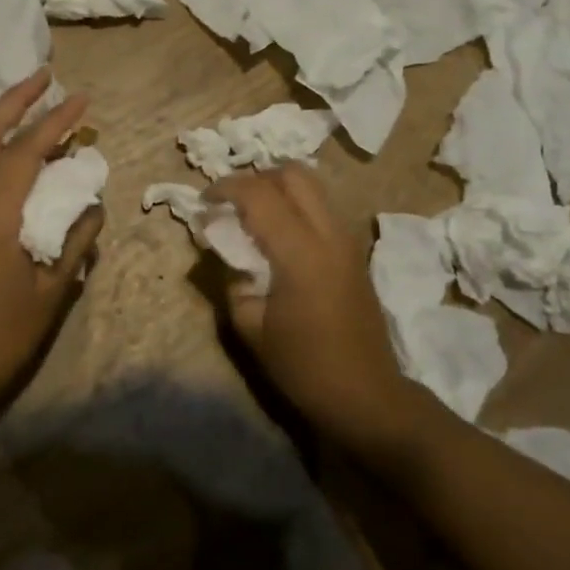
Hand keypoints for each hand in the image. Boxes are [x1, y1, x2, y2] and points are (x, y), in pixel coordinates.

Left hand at [0, 68, 103, 415]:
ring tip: (31, 100)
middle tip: (45, 76)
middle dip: (15, 99)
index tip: (82, 99)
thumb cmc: (7, 333)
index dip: (55, 122)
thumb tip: (91, 202)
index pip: (25, 154)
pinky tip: (13, 146)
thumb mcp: (54, 288)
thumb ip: (77, 238)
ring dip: (0, 119)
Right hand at [209, 166, 425, 458]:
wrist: (366, 395)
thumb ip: (232, 279)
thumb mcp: (251, 327)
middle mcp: (329, 233)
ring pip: (312, 186)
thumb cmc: (304, 366)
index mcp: (300, 252)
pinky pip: (322, 208)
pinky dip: (296, 206)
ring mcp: (347, 239)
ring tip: (253, 216)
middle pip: (293, 173)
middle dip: (256, 178)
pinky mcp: (355, 251)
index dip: (225, 188)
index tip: (203, 202)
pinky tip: (279, 236)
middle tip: (232, 204)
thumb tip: (222, 248)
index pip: (259, 194)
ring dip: (279, 189)